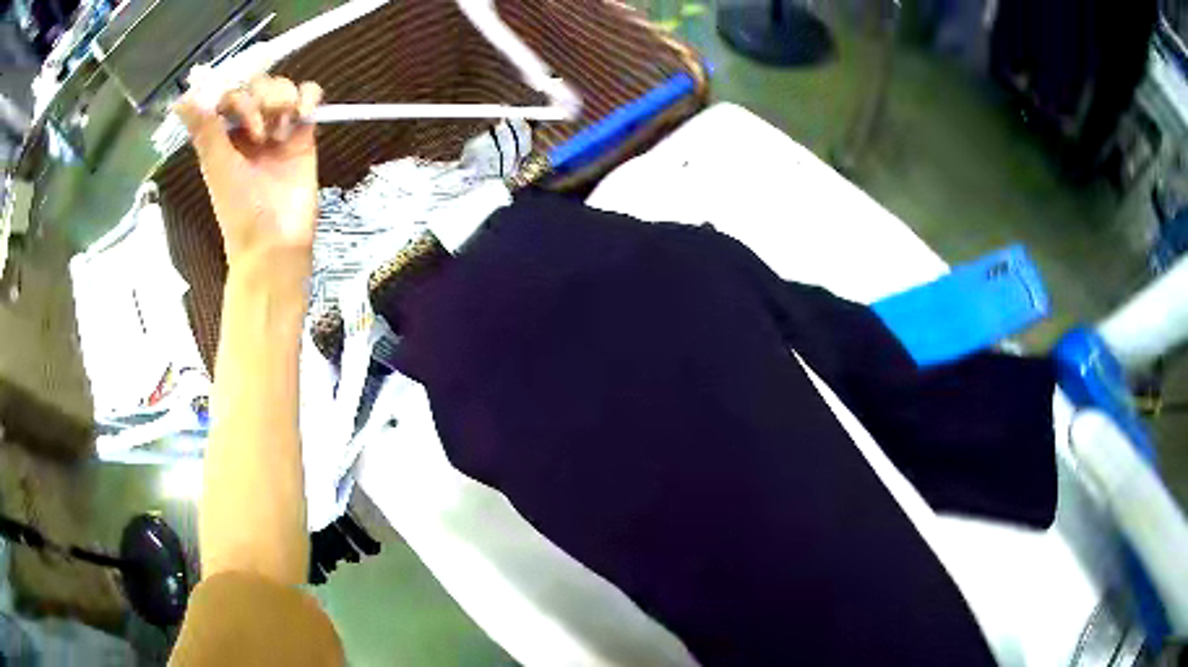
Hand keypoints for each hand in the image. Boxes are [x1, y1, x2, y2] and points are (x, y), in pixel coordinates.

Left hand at [176, 75, 323, 276]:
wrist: (275, 242)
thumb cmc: (239, 210)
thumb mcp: (217, 167)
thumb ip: (203, 130)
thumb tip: (180, 99)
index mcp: (223, 135)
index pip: (230, 92)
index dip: (236, 95)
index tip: (238, 120)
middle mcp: (250, 127)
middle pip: (258, 84)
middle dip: (261, 99)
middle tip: (260, 133)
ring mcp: (277, 129)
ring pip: (283, 86)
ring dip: (283, 99)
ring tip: (281, 131)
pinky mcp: (303, 133)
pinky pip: (310, 96)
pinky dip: (308, 96)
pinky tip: (303, 114)